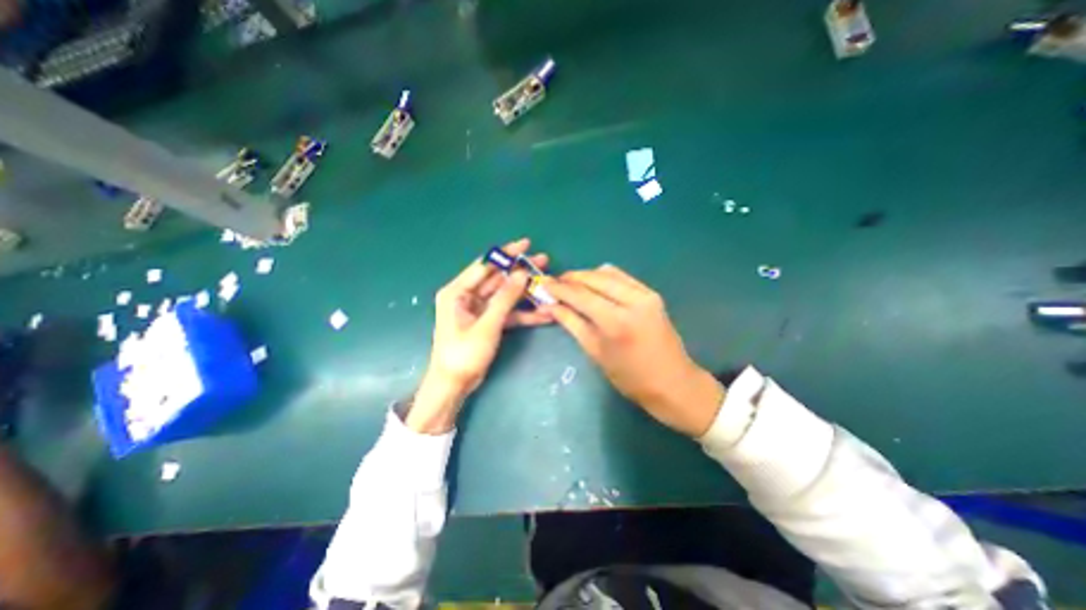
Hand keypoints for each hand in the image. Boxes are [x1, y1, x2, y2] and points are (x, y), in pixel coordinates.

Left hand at [411, 239, 554, 433]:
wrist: (454, 385)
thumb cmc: (463, 354)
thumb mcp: (487, 325)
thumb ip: (505, 298)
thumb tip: (522, 273)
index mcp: (457, 291)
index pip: (485, 265)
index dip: (506, 254)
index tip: (526, 245)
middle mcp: (466, 296)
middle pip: (497, 278)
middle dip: (520, 271)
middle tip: (543, 261)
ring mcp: (478, 310)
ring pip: (505, 295)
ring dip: (525, 291)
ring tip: (548, 283)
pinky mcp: (488, 321)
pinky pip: (507, 312)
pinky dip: (523, 312)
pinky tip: (543, 312)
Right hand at [542, 264, 727, 436]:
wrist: (673, 382)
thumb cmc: (630, 377)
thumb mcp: (595, 352)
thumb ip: (572, 323)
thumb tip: (550, 306)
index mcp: (616, 321)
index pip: (580, 295)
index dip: (559, 288)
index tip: (544, 284)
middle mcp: (632, 300)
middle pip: (594, 278)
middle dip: (571, 278)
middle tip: (555, 283)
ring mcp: (646, 294)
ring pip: (608, 272)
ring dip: (587, 276)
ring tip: (572, 285)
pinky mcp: (652, 294)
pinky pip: (622, 277)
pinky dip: (604, 277)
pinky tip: (594, 285)